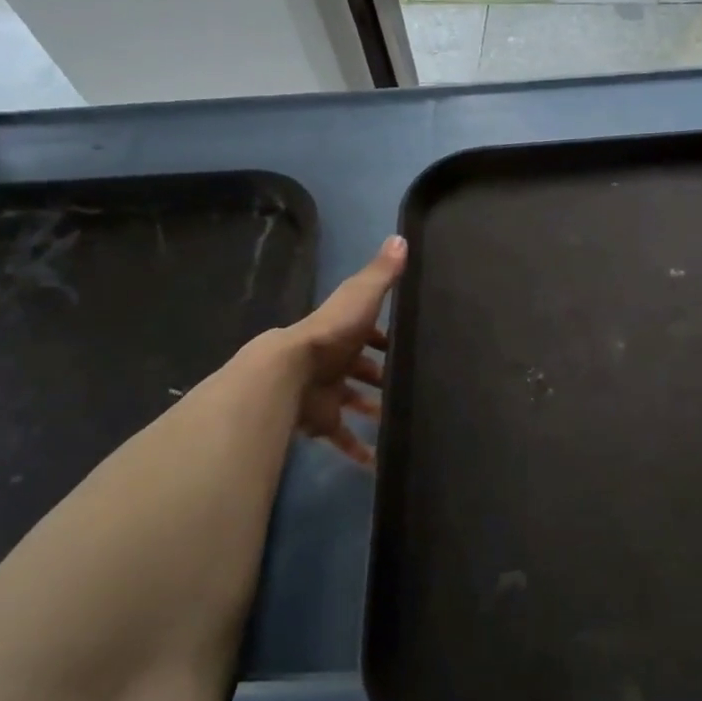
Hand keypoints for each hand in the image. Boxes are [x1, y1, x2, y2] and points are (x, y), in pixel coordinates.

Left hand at [282, 235, 406, 465]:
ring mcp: (327, 393)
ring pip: (354, 402)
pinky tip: (378, 462)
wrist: (289, 376)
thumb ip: (381, 274)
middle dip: (382, 377)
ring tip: (402, 422)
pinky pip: (341, 437)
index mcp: (342, 332)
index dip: (386, 338)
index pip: (368, 333)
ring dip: (374, 411)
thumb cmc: (330, 335)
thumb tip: (401, 238)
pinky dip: (357, 449)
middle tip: (412, 387)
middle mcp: (334, 362)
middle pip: (362, 369)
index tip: (410, 346)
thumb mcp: (360, 297)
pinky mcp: (322, 421)